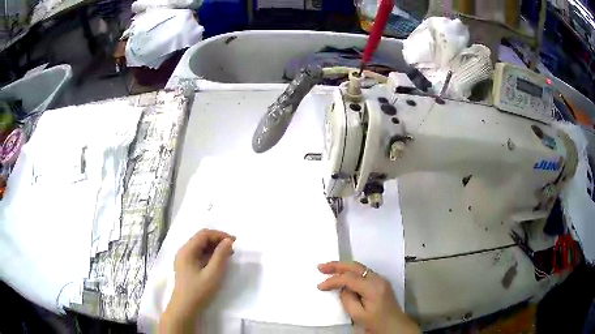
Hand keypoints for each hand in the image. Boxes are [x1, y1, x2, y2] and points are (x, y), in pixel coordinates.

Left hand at [159, 229, 234, 332]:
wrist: (185, 308)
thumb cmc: (199, 291)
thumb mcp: (213, 273)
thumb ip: (221, 255)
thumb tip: (228, 241)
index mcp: (187, 250)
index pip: (204, 234)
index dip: (220, 235)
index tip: (234, 242)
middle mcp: (183, 251)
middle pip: (201, 239)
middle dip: (217, 241)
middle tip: (232, 249)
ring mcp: (183, 259)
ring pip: (200, 247)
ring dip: (214, 248)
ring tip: (227, 256)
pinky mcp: (185, 266)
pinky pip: (198, 254)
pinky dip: (209, 255)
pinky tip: (217, 262)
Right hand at [317, 261, 419, 333]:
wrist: (395, 326)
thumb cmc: (376, 323)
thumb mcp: (358, 315)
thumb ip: (347, 299)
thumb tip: (343, 288)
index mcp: (372, 288)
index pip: (349, 278)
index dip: (333, 281)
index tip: (320, 286)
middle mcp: (378, 279)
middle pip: (355, 267)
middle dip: (337, 265)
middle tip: (320, 267)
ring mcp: (381, 279)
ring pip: (360, 268)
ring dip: (344, 267)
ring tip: (328, 269)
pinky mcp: (380, 283)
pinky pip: (364, 273)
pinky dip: (351, 272)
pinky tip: (343, 275)